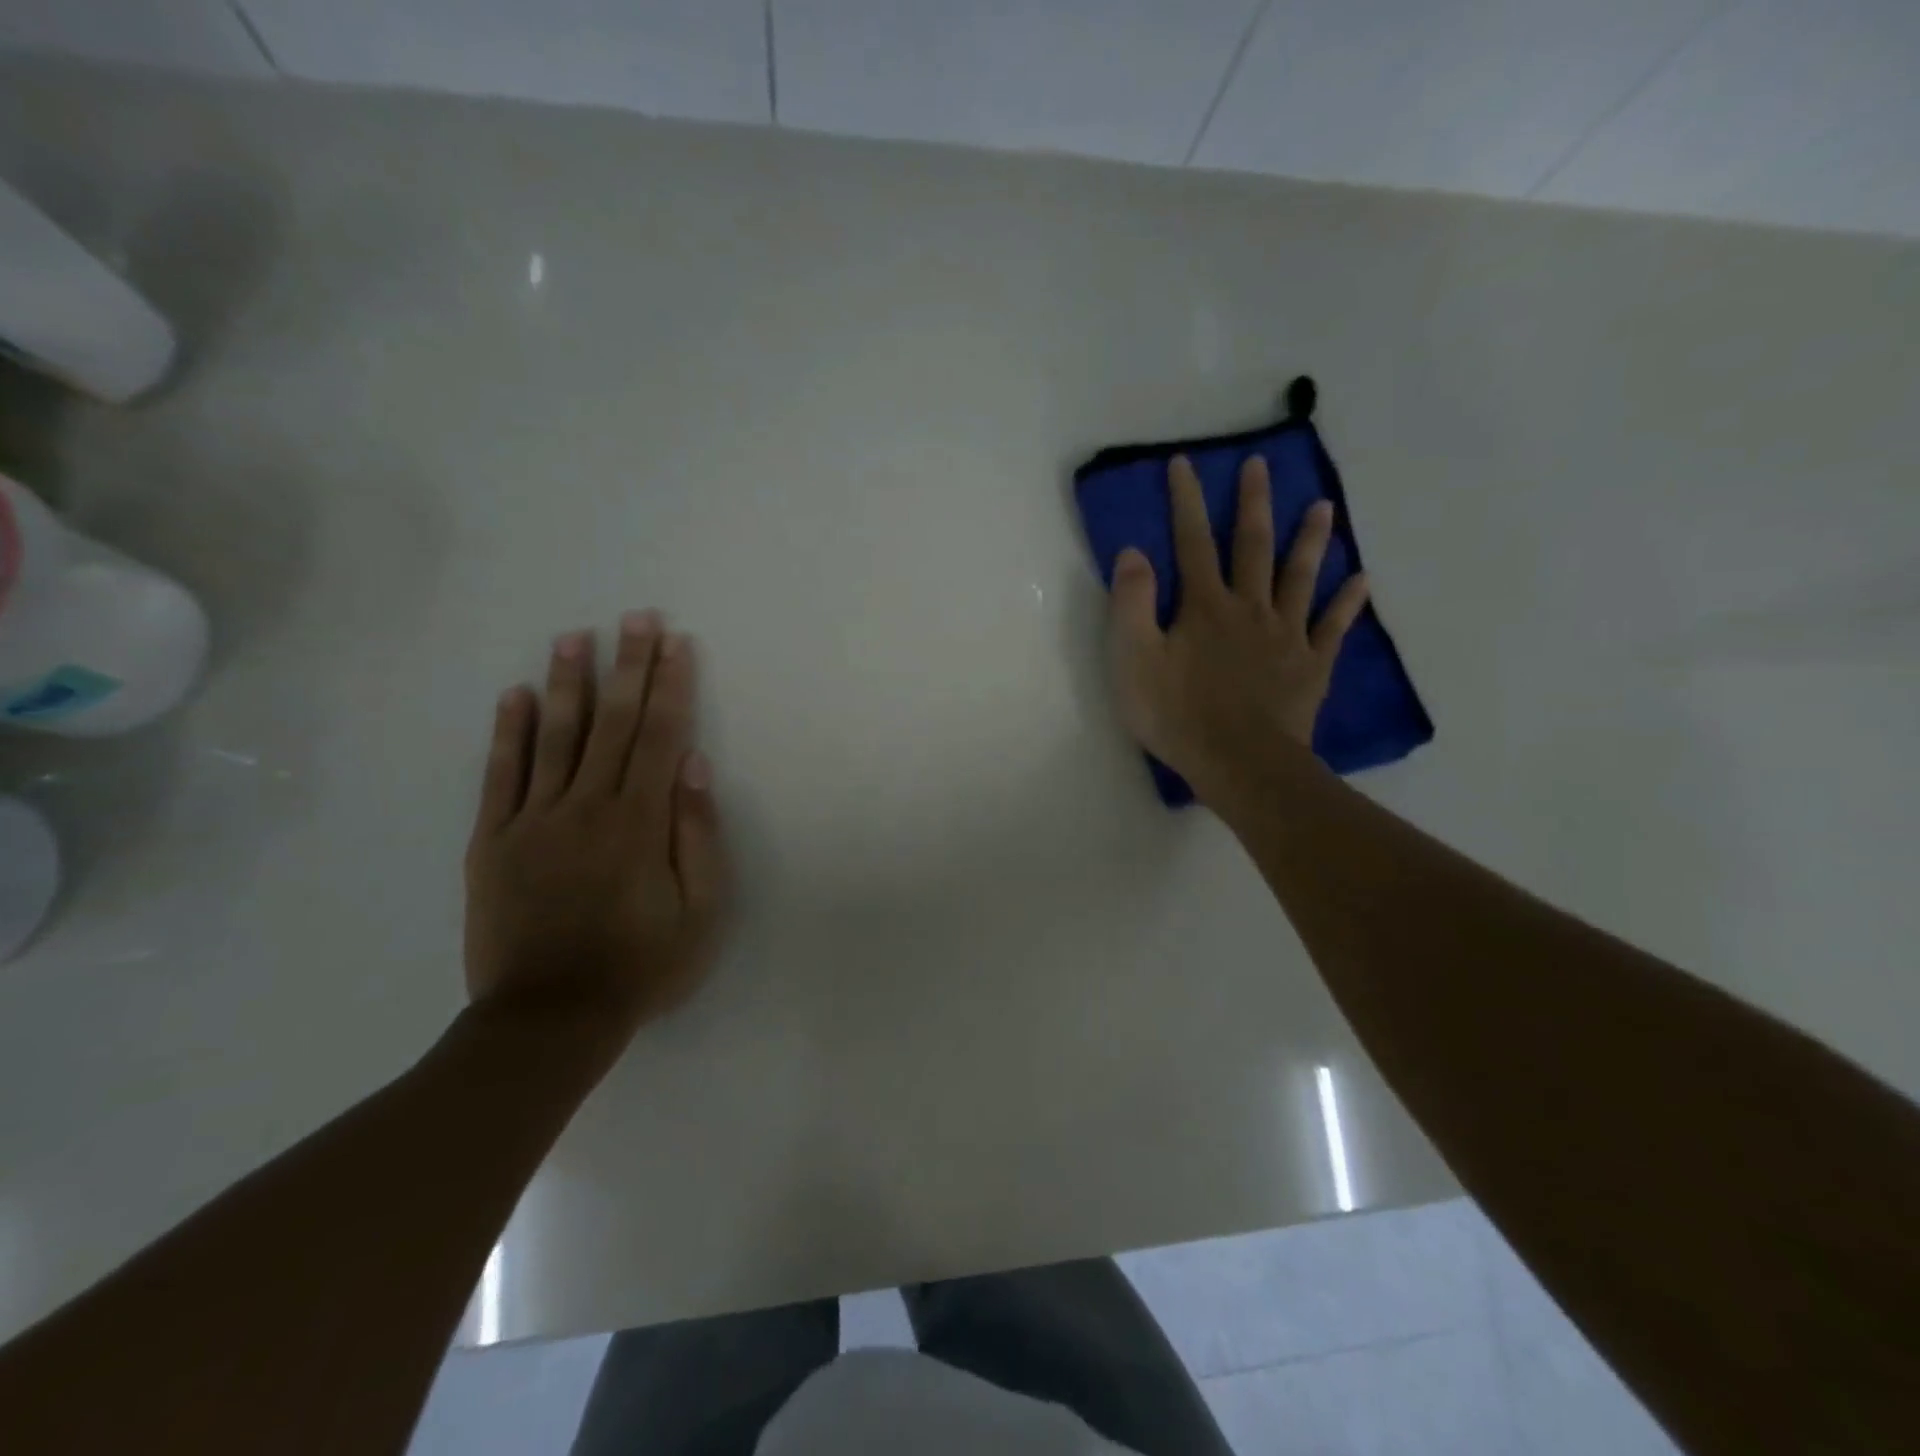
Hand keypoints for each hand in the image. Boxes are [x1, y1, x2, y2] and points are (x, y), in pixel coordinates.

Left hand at [463, 611, 728, 1041]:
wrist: (549, 1019)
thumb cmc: (641, 965)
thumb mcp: (701, 912)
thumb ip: (698, 835)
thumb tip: (695, 766)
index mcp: (640, 822)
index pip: (660, 736)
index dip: (671, 686)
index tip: (677, 643)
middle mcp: (587, 806)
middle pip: (613, 723)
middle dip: (628, 665)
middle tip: (635, 617)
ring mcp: (533, 821)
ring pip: (554, 736)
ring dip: (568, 682)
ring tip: (575, 636)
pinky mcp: (492, 842)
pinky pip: (500, 776)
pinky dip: (508, 733)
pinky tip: (516, 696)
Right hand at [1107, 455, 1369, 804]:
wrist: (1238, 762)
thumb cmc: (1177, 714)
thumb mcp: (1133, 660)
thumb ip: (1132, 604)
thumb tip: (1133, 553)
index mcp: (1204, 606)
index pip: (1191, 542)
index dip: (1186, 501)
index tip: (1185, 463)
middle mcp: (1249, 608)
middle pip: (1252, 546)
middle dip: (1253, 503)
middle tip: (1261, 464)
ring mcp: (1286, 635)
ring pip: (1300, 577)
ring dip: (1310, 540)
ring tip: (1324, 507)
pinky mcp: (1311, 665)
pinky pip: (1333, 627)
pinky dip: (1348, 603)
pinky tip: (1362, 580)